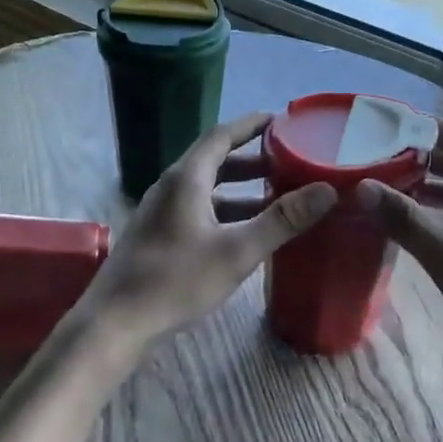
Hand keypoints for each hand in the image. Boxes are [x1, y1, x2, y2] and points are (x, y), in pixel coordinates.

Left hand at [80, 113, 336, 355]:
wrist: (116, 321)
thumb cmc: (176, 281)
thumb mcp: (237, 251)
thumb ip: (282, 220)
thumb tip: (326, 190)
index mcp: (187, 179)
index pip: (221, 136)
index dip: (251, 126)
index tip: (280, 120)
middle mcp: (171, 187)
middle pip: (214, 161)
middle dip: (252, 159)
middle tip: (288, 161)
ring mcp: (160, 212)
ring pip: (206, 189)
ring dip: (239, 189)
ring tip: (275, 196)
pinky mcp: (157, 235)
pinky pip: (197, 209)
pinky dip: (224, 210)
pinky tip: (244, 232)